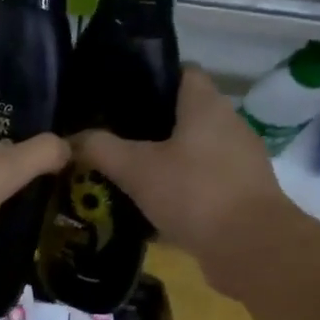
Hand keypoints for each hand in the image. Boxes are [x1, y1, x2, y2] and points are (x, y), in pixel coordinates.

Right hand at [73, 65, 300, 294]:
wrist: (250, 247)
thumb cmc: (194, 193)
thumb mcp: (136, 170)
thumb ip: (101, 149)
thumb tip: (70, 140)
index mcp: (206, 105)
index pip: (181, 72)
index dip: (150, 78)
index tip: (118, 97)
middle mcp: (228, 125)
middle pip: (184, 115)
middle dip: (148, 127)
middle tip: (112, 140)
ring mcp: (238, 162)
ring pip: (192, 152)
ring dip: (164, 163)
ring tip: (126, 176)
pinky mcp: (240, 195)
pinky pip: (202, 184)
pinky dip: (178, 192)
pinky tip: (151, 210)